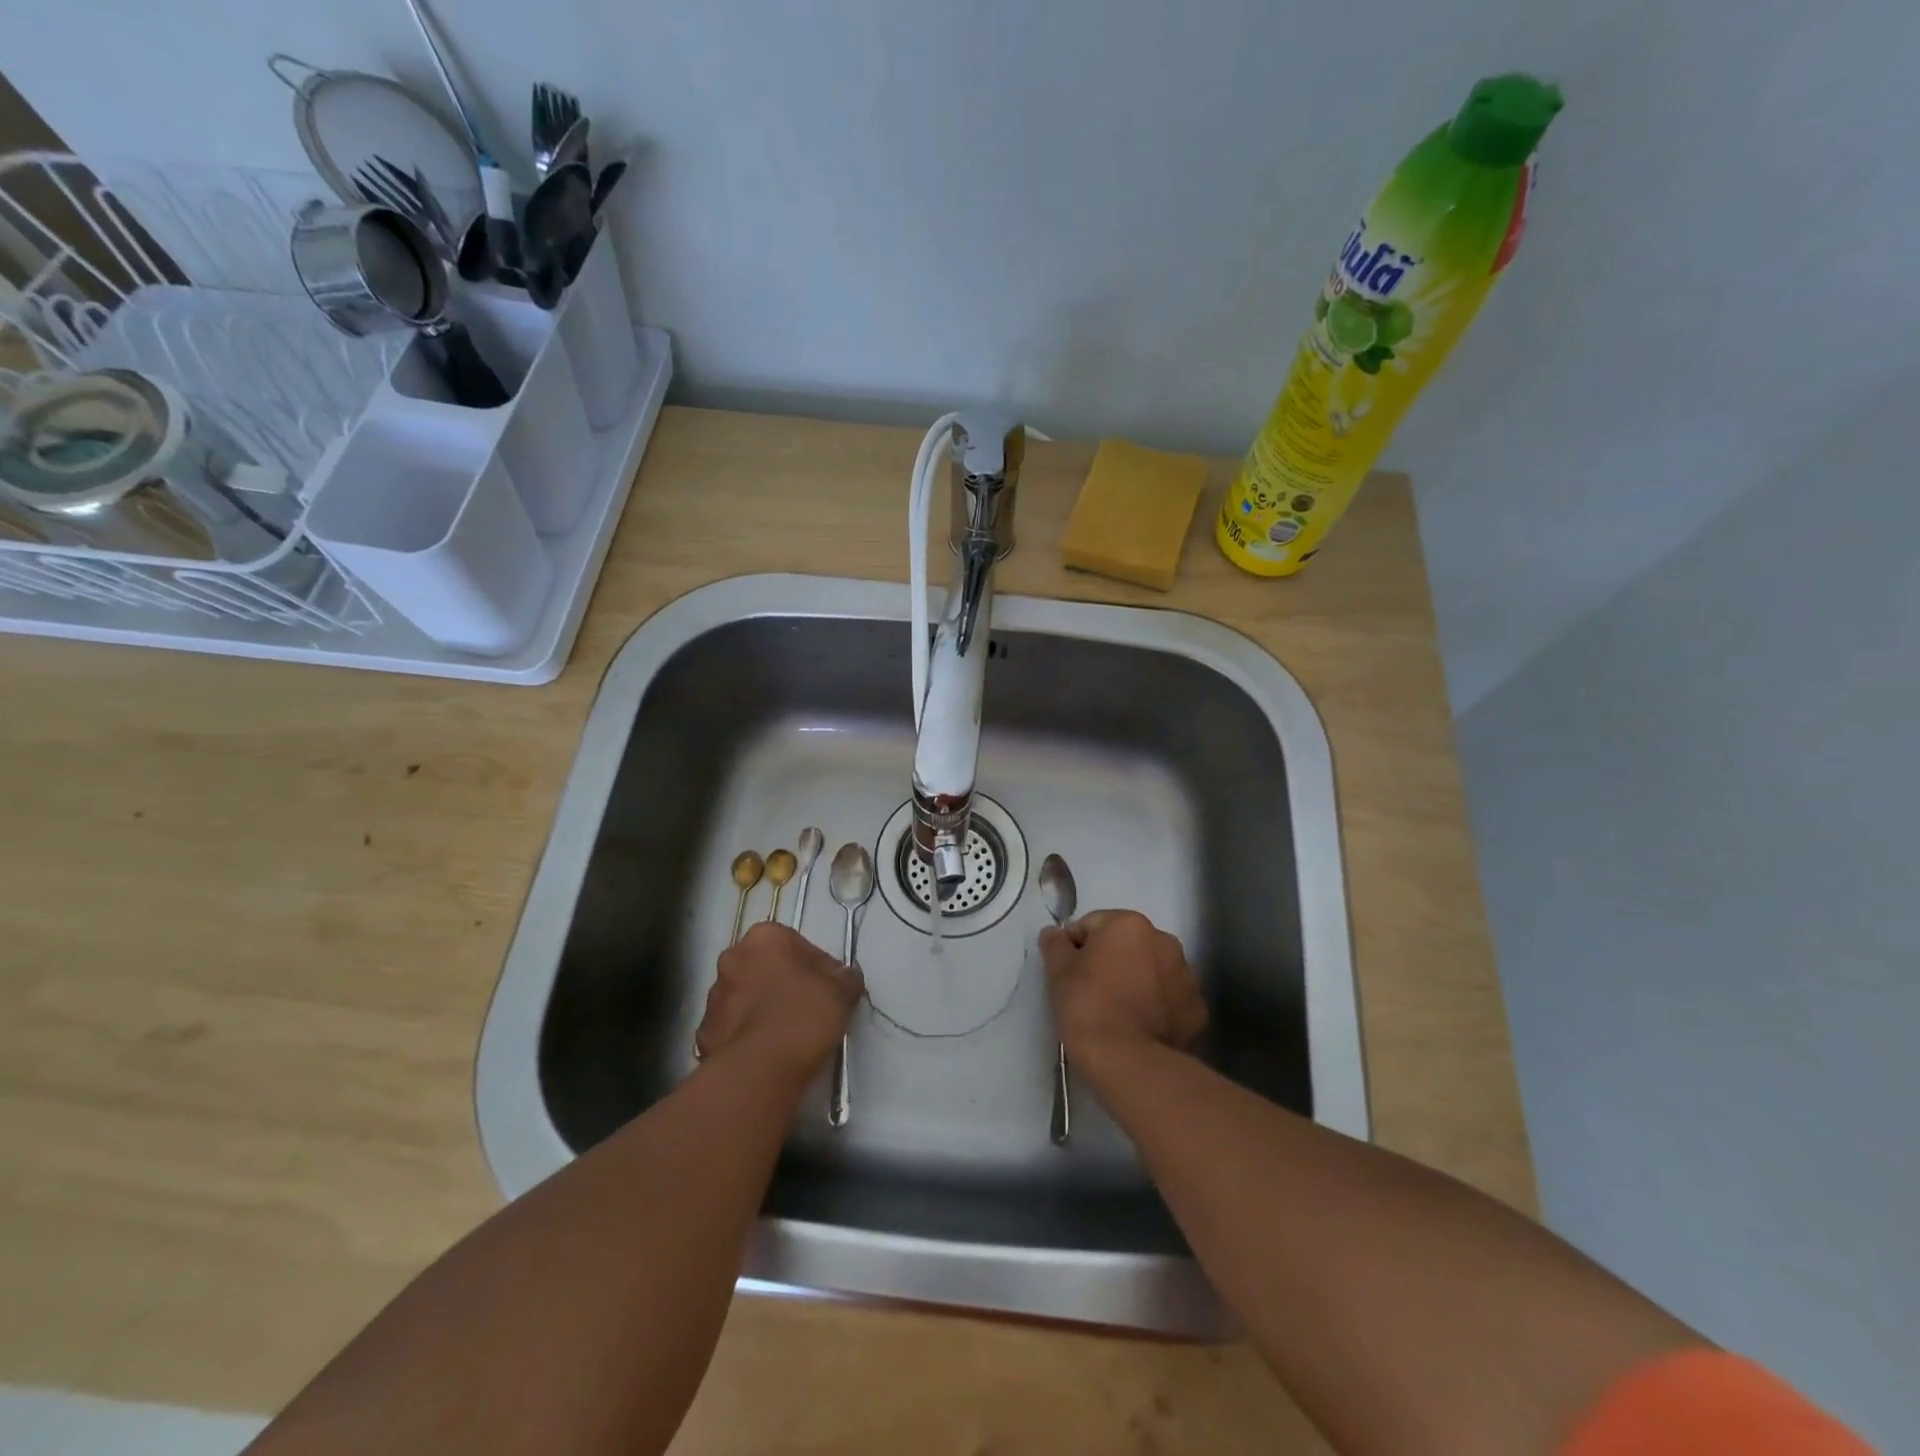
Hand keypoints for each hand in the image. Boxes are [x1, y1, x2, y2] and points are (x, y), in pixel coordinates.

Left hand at [695, 923, 864, 1082]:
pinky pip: (733, 1027)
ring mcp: (714, 996)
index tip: (829, 991)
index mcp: (765, 937)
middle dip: (785, 984)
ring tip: (787, 1035)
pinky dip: (747, 1035)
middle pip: (767, 967)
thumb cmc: (804, 1015)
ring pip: (746, 996)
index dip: (818, 968)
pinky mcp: (703, 1032)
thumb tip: (844, 979)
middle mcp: (732, 957)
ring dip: (763, 1008)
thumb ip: (845, 978)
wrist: (760, 1069)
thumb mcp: (842, 991)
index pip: (798, 946)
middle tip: (809, 1009)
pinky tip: (767, 1052)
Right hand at [1039, 910, 1207, 1070]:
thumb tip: (1054, 933)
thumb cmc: (1087, 1007)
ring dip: (1137, 981)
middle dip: (1111, 961)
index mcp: (1129, 924)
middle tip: (1092, 992)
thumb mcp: (1058, 972)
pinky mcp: (1197, 1008)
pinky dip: (1157, 1006)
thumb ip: (1055, 944)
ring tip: (1118, 1012)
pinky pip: (1170, 998)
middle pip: (1127, 944)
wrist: (1128, 1062)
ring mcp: (1186, 975)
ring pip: (1152, 970)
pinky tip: (1141, 1027)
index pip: (1092, 926)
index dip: (1075, 948)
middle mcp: (1164, 940)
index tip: (1068, 974)